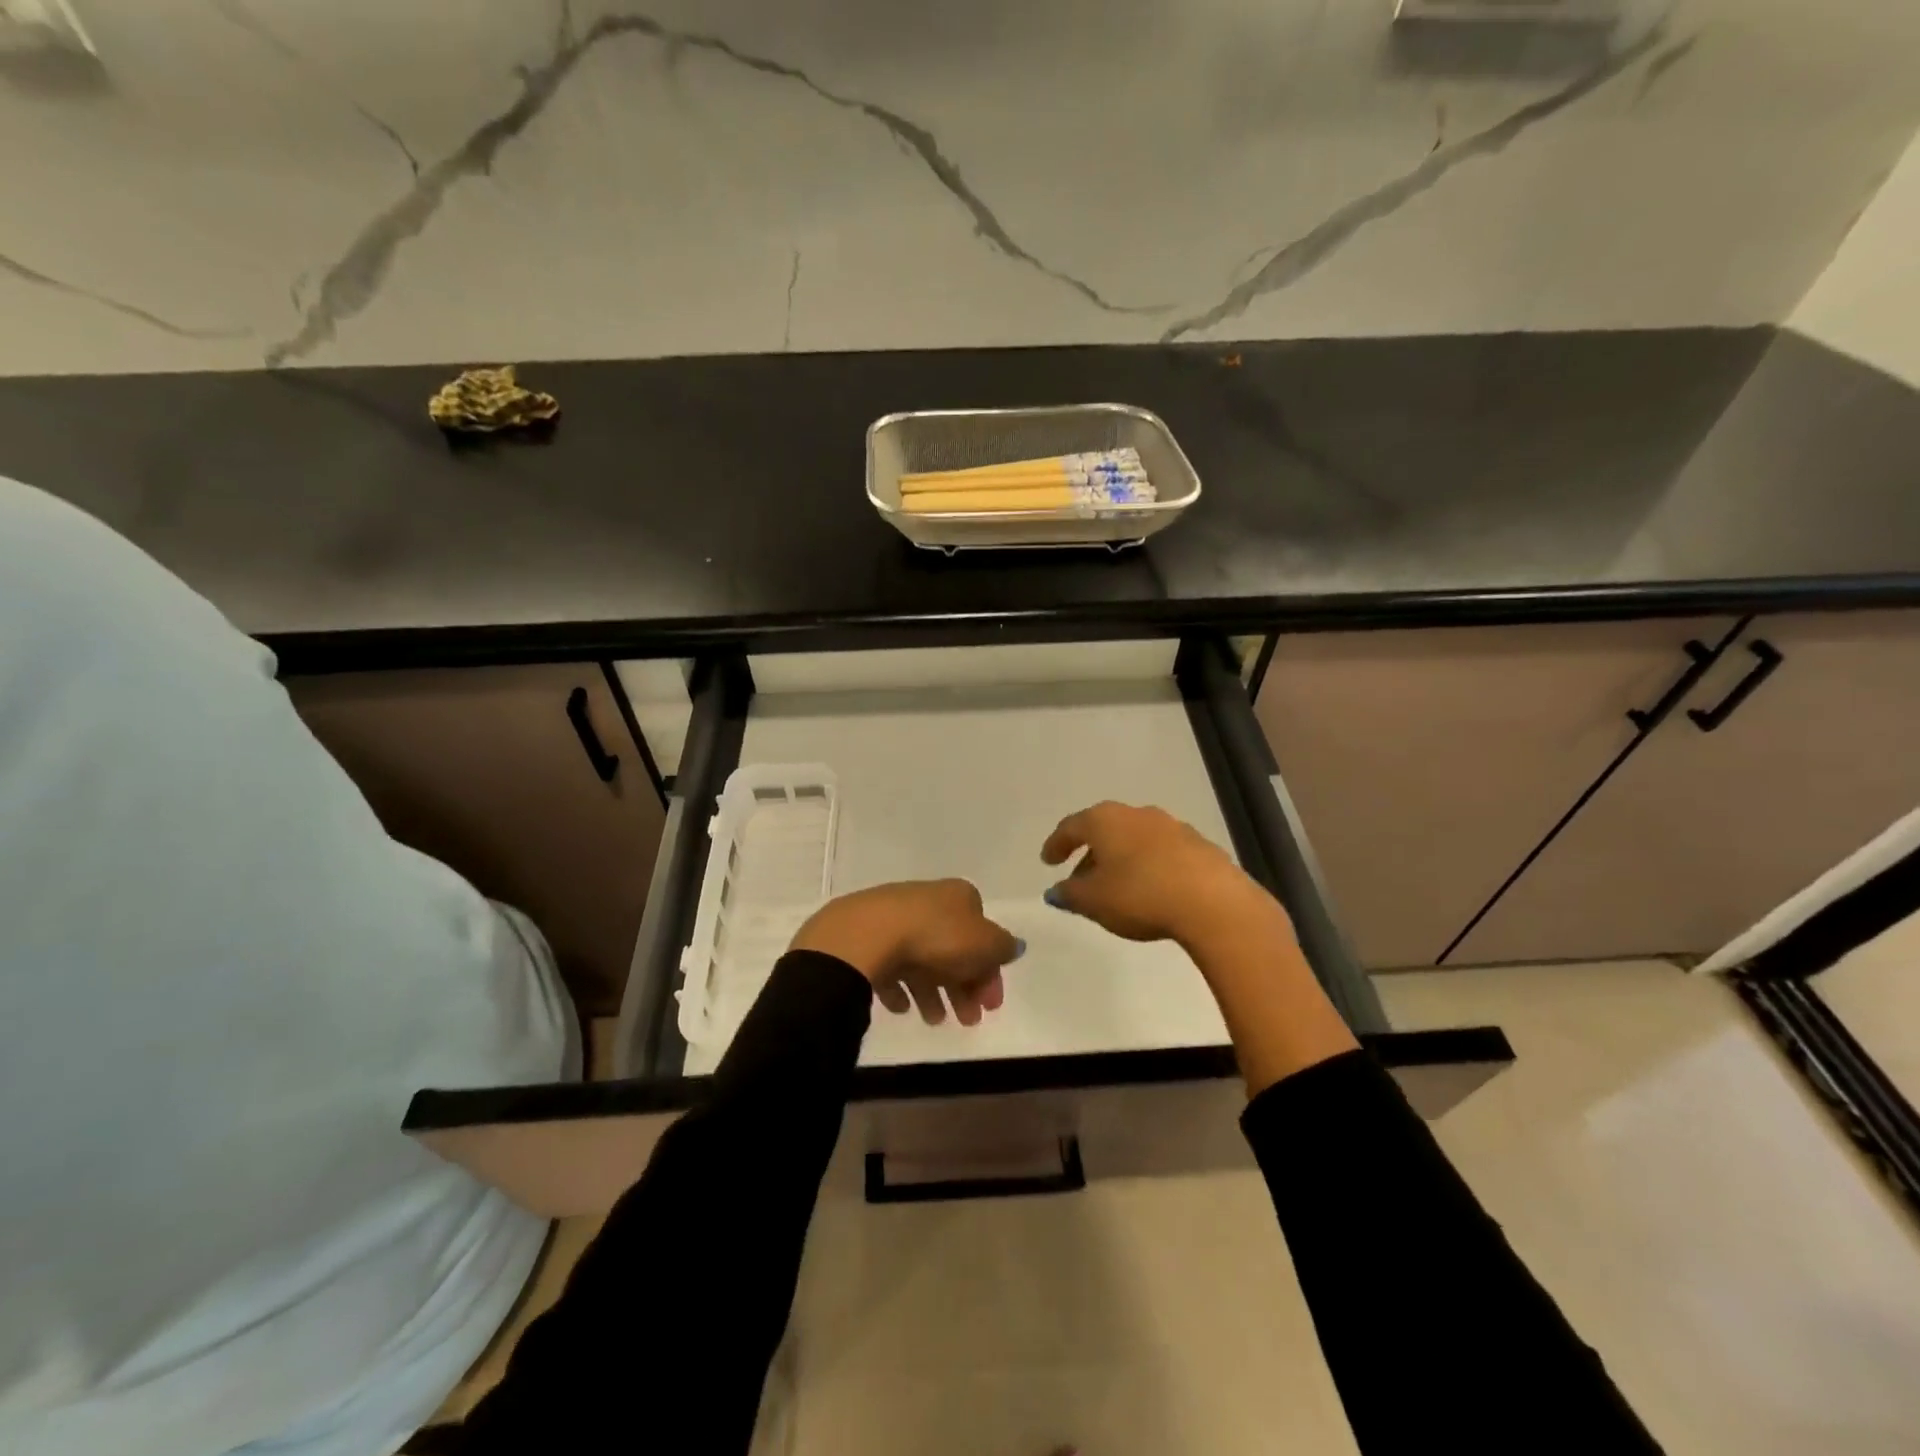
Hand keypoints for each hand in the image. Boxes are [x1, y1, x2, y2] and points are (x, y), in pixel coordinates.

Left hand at [790, 879, 1020, 1026]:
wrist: (869, 934)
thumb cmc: (937, 937)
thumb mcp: (986, 944)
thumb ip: (1004, 947)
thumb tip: (1012, 947)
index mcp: (959, 896)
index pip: (983, 935)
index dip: (991, 971)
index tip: (991, 1006)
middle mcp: (929, 901)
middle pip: (954, 949)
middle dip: (964, 988)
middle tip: (968, 1021)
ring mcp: (895, 916)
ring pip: (922, 959)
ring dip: (933, 993)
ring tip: (933, 1021)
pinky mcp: (868, 935)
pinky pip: (890, 965)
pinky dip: (899, 987)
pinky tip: (902, 1007)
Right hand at [1041, 801, 1278, 949]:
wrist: (1211, 900)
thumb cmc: (1139, 895)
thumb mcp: (1093, 901)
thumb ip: (1070, 894)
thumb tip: (1057, 890)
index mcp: (1104, 820)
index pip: (1071, 826)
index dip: (1056, 844)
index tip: (1048, 861)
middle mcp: (1136, 814)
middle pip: (1104, 830)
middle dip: (1090, 854)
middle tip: (1079, 879)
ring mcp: (1170, 826)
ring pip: (1133, 839)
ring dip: (1120, 859)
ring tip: (1115, 887)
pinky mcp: (1198, 844)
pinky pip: (1160, 852)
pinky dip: (1147, 865)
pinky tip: (1150, 889)